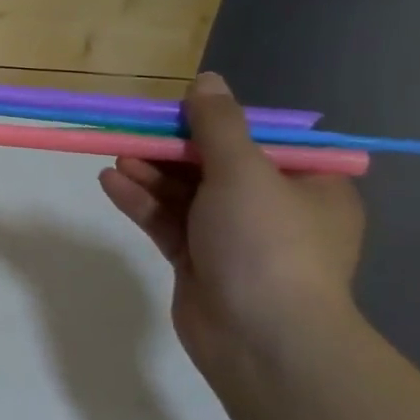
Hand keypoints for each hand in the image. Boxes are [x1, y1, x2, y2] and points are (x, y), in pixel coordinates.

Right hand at [99, 72, 364, 370]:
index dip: (216, 123)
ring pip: (186, 194)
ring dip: (152, 174)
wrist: (260, 339)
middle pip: (215, 165)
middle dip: (172, 149)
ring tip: (116, 156)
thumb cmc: (266, 243)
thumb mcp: (244, 170)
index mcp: (308, 185)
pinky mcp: (199, 263)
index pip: (260, 141)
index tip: (177, 111)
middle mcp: (273, 210)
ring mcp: (234, 239)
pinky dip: (142, 202)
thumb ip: (218, 124)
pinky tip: (111, 183)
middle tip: (133, 132)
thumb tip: (207, 80)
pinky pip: (168, 222)